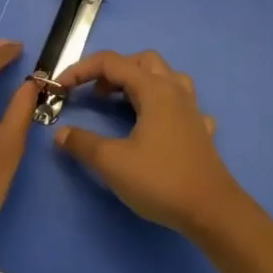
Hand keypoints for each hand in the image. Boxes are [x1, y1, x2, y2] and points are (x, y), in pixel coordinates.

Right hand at [50, 50, 248, 237]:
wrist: (211, 210)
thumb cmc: (161, 180)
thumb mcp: (112, 162)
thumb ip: (83, 144)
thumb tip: (62, 133)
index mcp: (154, 90)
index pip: (112, 63)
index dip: (82, 70)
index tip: (61, 88)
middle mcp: (175, 91)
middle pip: (142, 62)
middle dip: (114, 70)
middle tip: (96, 94)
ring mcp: (192, 110)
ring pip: (166, 78)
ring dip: (141, 81)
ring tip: (123, 102)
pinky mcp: (200, 131)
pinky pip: (182, 105)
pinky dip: (163, 106)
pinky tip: (157, 126)